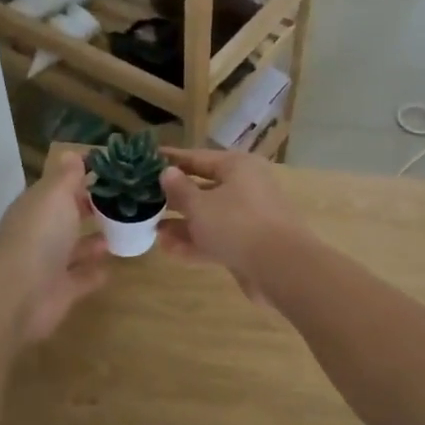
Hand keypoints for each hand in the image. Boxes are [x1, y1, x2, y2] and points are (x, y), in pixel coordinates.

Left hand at [0, 148, 108, 342]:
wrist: (20, 295)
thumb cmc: (39, 235)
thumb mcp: (55, 195)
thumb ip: (66, 176)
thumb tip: (72, 153)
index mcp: (36, 206)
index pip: (59, 188)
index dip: (82, 178)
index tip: (113, 173)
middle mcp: (41, 233)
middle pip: (68, 217)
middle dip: (91, 209)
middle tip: (126, 201)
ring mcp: (50, 264)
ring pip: (76, 248)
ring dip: (96, 240)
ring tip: (126, 230)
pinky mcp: (62, 291)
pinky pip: (82, 278)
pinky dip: (95, 272)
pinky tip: (115, 265)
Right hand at [159, 148, 311, 300]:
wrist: (279, 267)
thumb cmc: (236, 224)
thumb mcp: (199, 205)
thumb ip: (180, 189)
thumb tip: (167, 172)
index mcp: (238, 167)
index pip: (198, 158)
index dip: (172, 160)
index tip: (148, 160)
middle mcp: (246, 188)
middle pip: (204, 188)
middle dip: (175, 198)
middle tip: (145, 201)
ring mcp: (249, 219)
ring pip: (210, 217)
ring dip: (182, 224)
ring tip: (152, 230)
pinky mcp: (249, 246)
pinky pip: (217, 239)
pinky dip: (195, 243)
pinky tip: (168, 250)